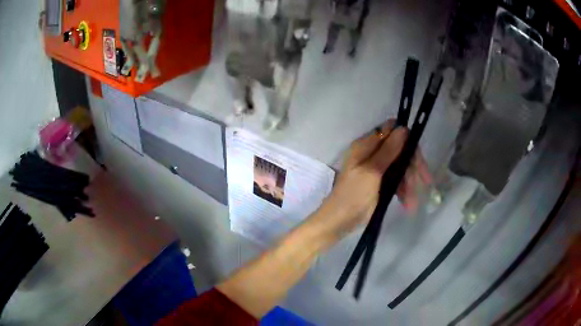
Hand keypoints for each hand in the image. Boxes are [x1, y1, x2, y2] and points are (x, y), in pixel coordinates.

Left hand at [314, 119, 430, 237]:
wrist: (340, 221)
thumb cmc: (353, 195)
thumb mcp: (372, 171)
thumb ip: (388, 150)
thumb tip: (403, 128)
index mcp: (366, 146)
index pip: (391, 133)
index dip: (407, 141)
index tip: (418, 155)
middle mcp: (372, 153)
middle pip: (399, 151)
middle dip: (412, 167)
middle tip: (424, 180)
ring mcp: (377, 169)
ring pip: (400, 168)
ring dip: (409, 183)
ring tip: (412, 202)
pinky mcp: (380, 183)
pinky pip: (397, 181)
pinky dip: (403, 191)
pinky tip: (408, 204)